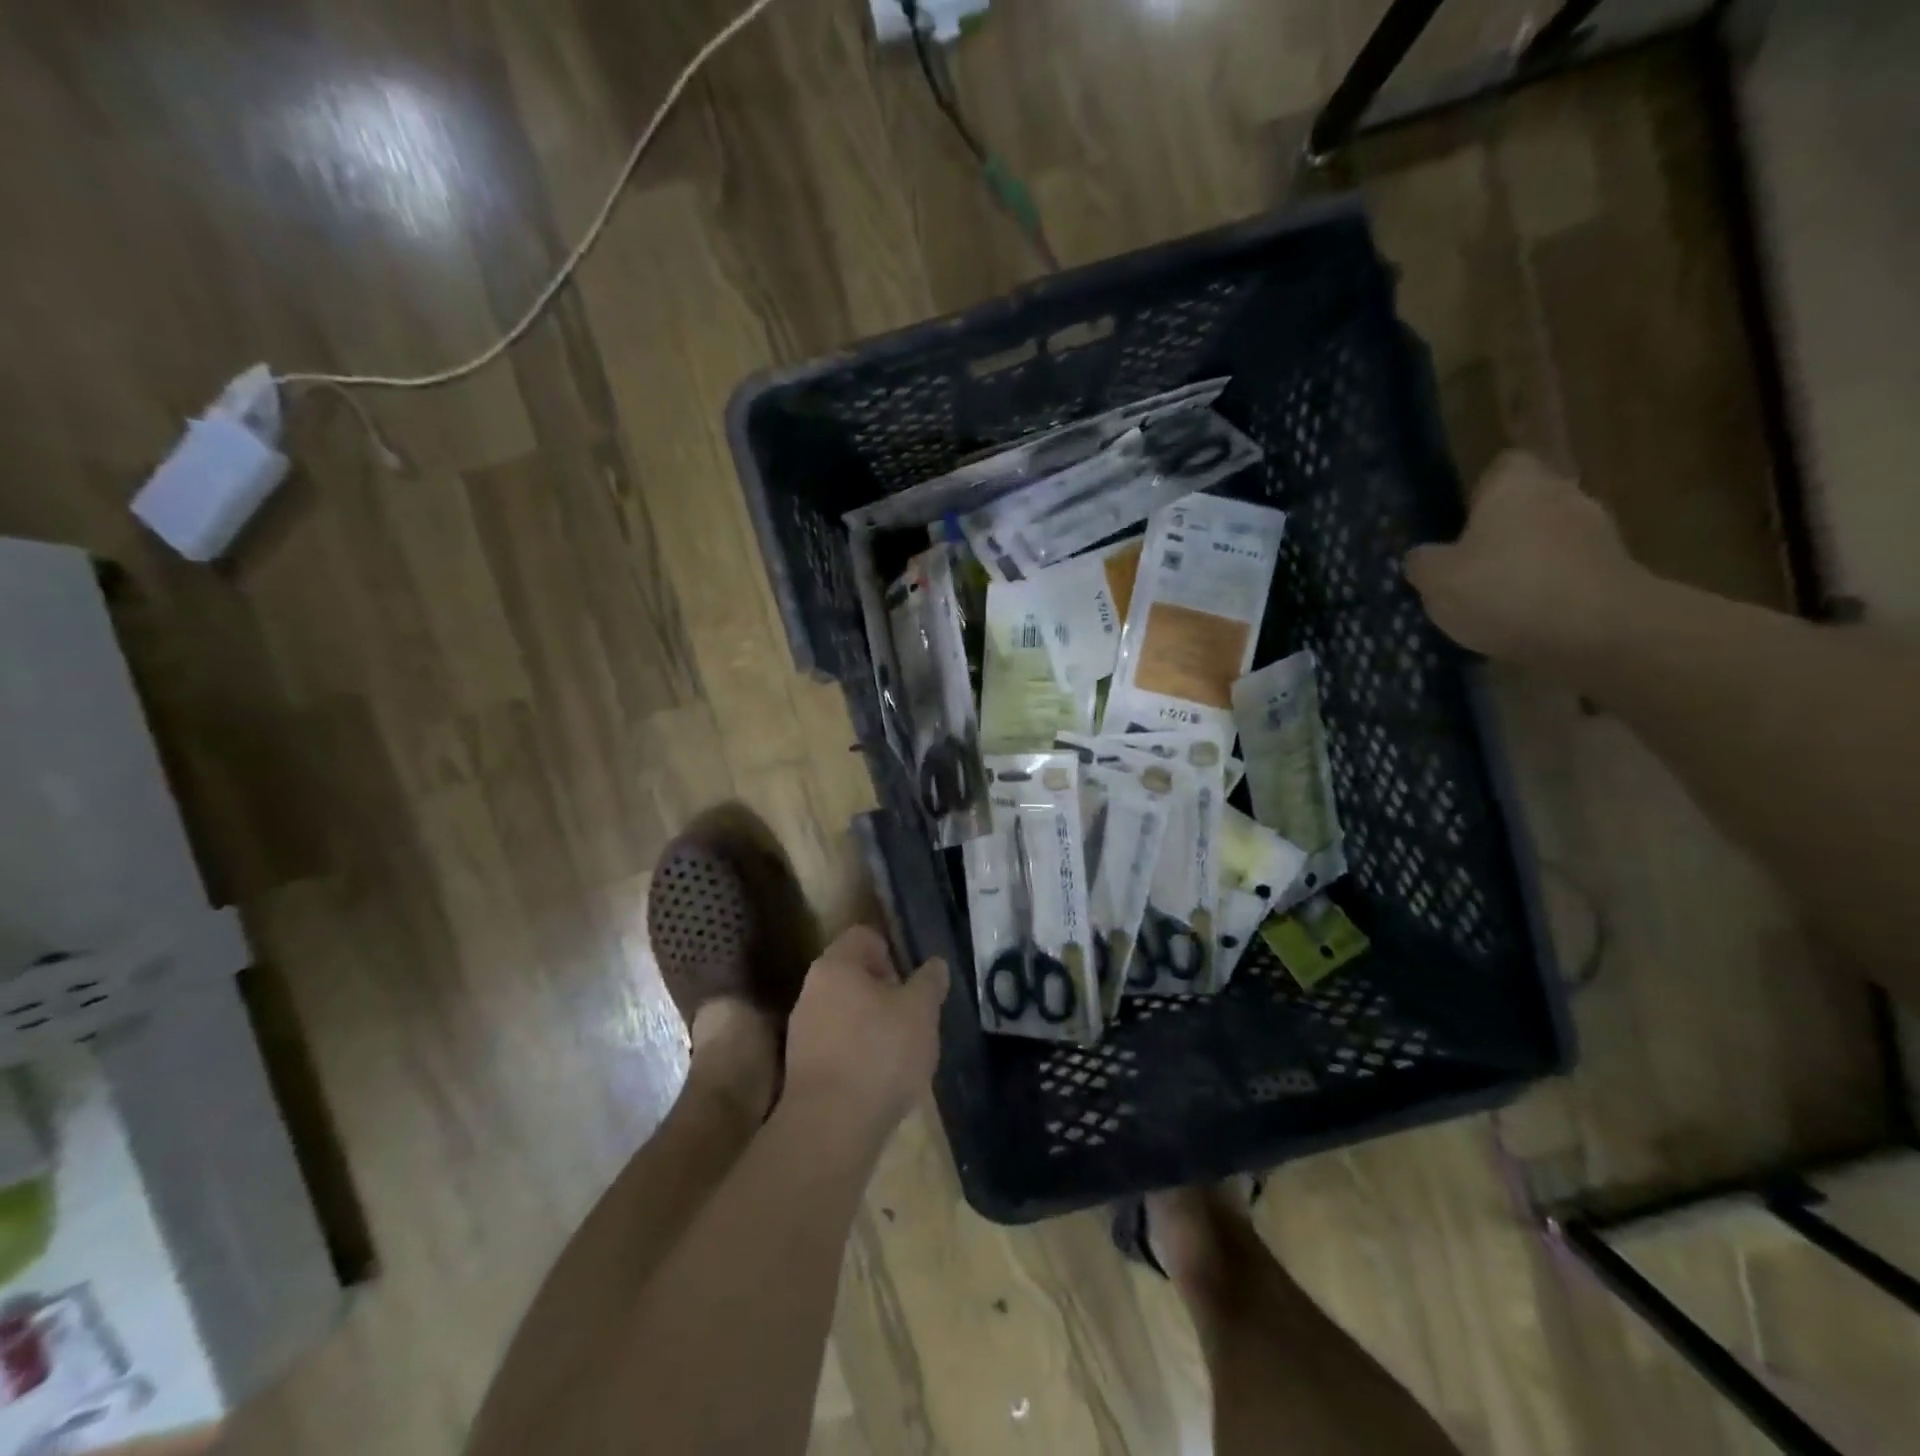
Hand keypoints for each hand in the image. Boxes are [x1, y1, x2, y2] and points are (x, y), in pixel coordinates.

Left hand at [783, 926, 947, 1141]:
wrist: (830, 1128)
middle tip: (912, 1018)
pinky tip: (879, 1079)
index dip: (892, 952)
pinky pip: (837, 1045)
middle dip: (885, 992)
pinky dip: (859, 1054)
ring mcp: (802, 1031)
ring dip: (873, 1025)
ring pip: (846, 1012)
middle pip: (854, 975)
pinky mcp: (802, 1068)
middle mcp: (811, 991)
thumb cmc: (879, 1054)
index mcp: (835, 966)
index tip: (911, 983)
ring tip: (900, 1053)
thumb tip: (935, 965)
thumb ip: (929, 982)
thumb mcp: (921, 1011)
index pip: (864, 936)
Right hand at [1406, 451, 1643, 665]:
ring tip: (1498, 601)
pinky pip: (1571, 570)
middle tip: (1471, 567)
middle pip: (1528, 504)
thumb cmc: (1505, 590)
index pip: (1502, 467)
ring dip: (1528, 561)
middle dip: (1504, 531)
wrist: (1598, 631)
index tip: (1460, 523)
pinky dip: (1551, 588)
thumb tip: (1422, 556)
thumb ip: (1423, 562)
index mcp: (1517, 485)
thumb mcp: (1436, 581)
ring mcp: (1597, 531)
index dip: (1479, 492)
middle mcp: (1563, 494)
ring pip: (1550, 538)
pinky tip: (1529, 619)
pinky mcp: (1617, 569)